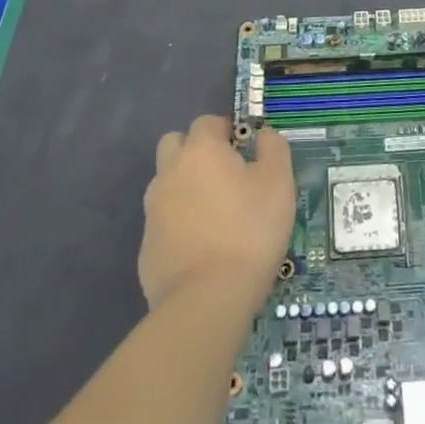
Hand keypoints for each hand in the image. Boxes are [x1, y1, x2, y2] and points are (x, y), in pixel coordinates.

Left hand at [139, 116, 295, 313]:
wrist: (207, 301)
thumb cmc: (249, 231)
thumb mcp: (278, 182)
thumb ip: (273, 148)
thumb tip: (263, 135)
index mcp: (200, 151)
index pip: (206, 122)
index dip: (225, 130)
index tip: (243, 150)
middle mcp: (169, 173)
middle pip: (174, 145)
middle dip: (194, 151)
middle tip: (223, 175)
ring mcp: (153, 211)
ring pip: (166, 184)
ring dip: (185, 188)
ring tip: (214, 214)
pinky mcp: (146, 249)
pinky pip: (163, 223)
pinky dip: (179, 225)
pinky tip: (202, 248)